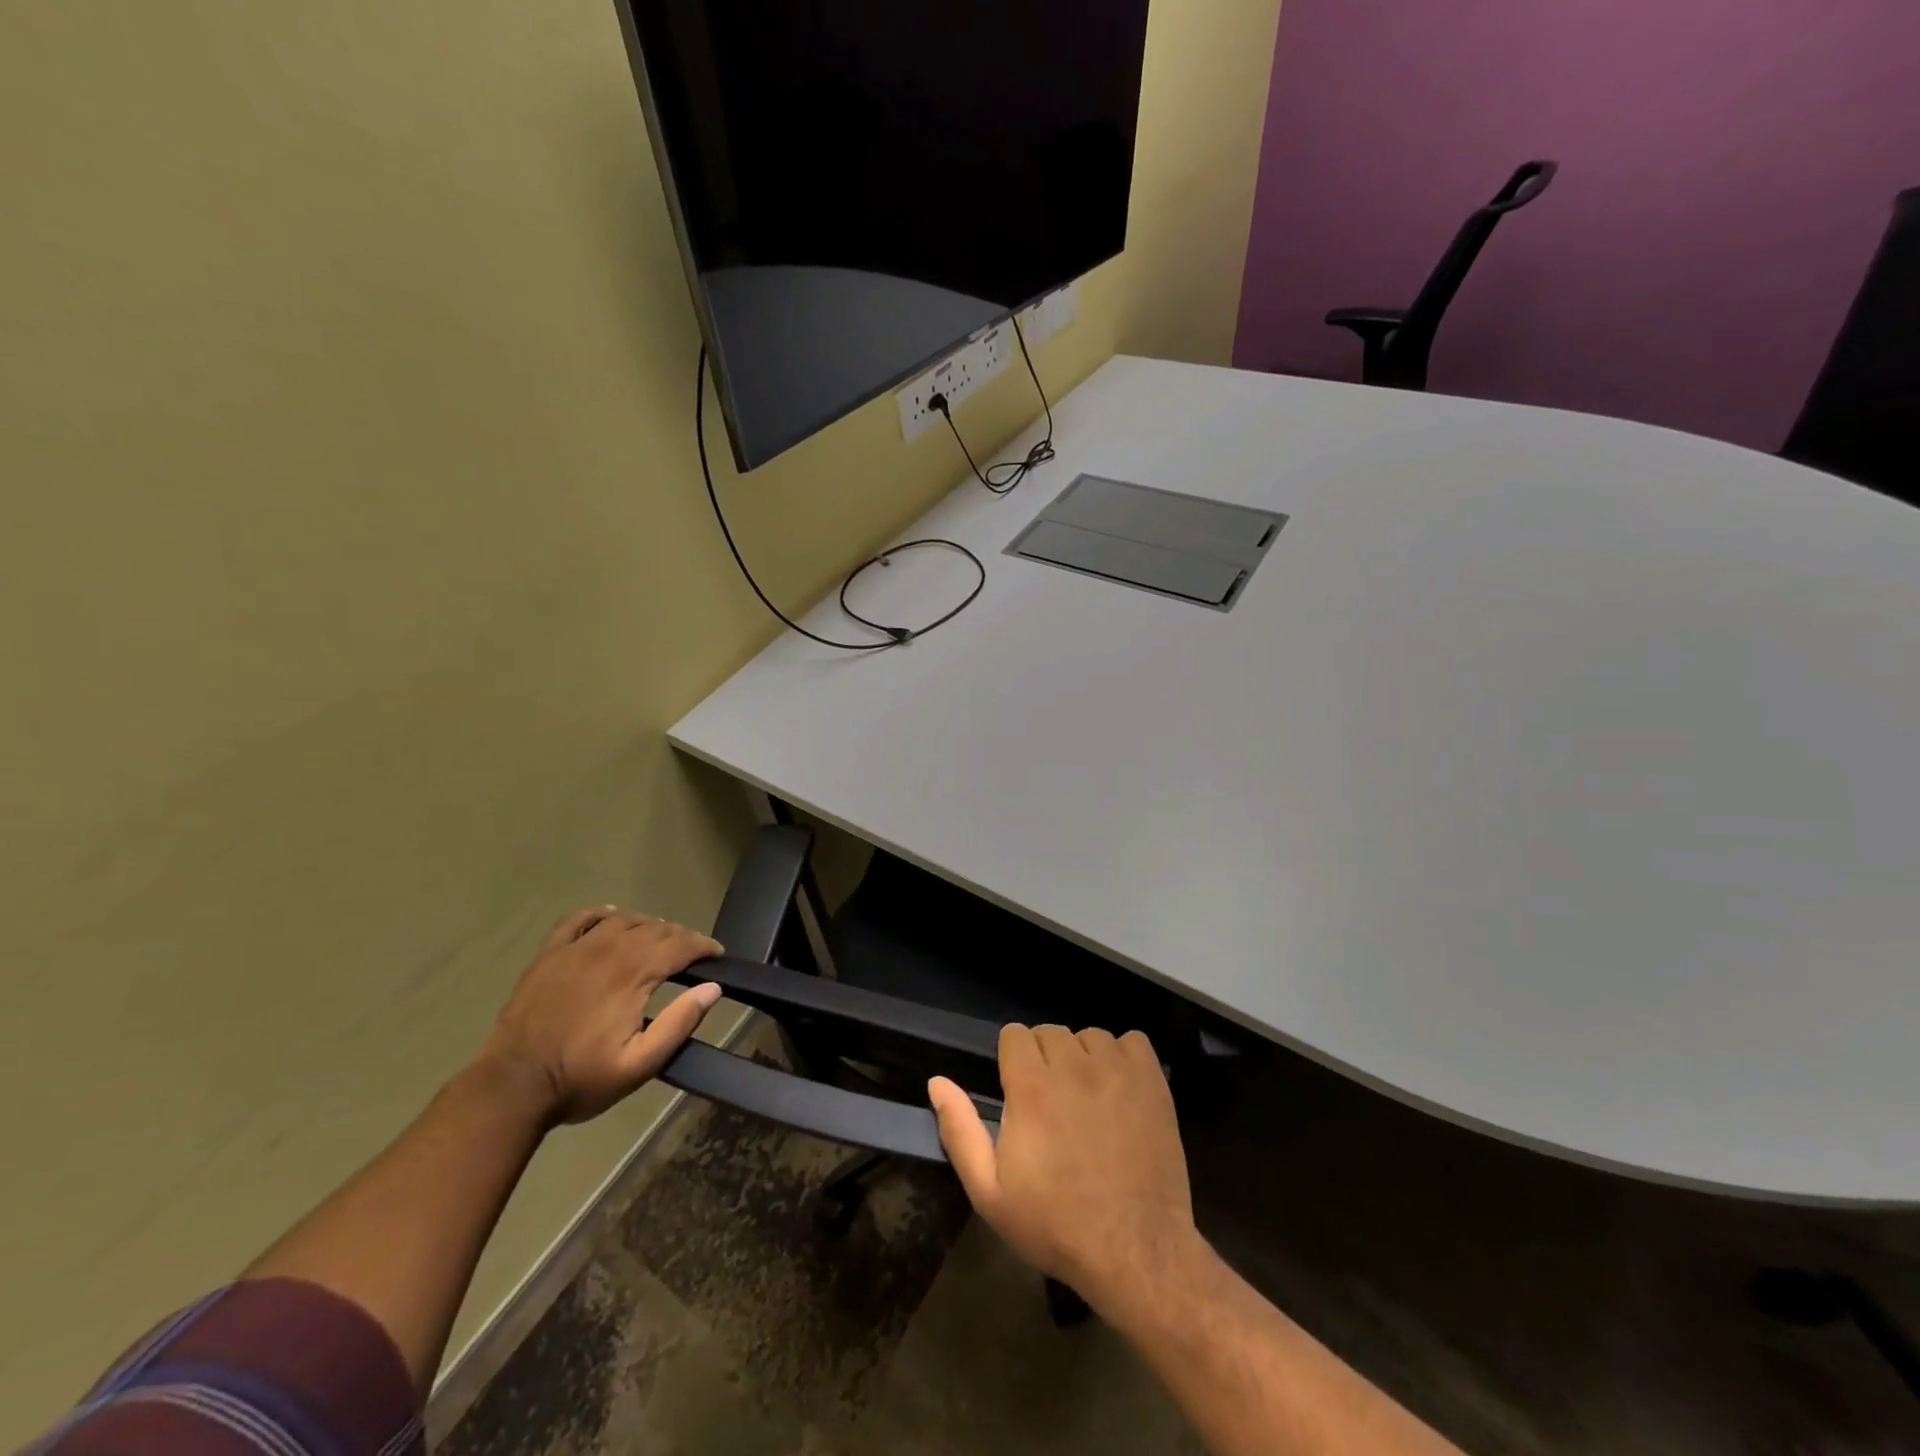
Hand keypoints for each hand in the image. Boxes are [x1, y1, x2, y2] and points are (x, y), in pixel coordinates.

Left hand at [479, 906, 724, 1125]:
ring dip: (648, 924)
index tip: (717, 954)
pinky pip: (579, 919)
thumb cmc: (580, 1079)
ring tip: (659, 938)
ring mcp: (575, 949)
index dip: (704, 946)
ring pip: (623, 920)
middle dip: (681, 936)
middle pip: (655, 929)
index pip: (680, 945)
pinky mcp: (549, 955)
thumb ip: (679, 1024)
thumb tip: (713, 988)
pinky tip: (612, 917)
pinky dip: (600, 913)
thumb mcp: (639, 1064)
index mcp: (632, 975)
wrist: (512, 1088)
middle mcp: (608, 951)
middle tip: (693, 952)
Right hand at [929, 1024, 1199, 1318]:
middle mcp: (1072, 1065)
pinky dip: (1124, 1058)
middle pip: (1051, 1032)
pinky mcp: (1152, 1080)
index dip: (1013, 1060)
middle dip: (1046, 1058)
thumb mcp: (990, 1192)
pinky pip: (1132, 1041)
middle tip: (1052, 1102)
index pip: (1015, 1034)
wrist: (1135, 1251)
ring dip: (1084, 1058)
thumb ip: (960, 1131)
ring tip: (1088, 1099)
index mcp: (1031, 1086)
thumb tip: (937, 1082)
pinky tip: (1121, 1090)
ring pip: (1090, 1036)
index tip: (1019, 1091)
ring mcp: (1116, 1069)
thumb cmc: (1056, 1224)